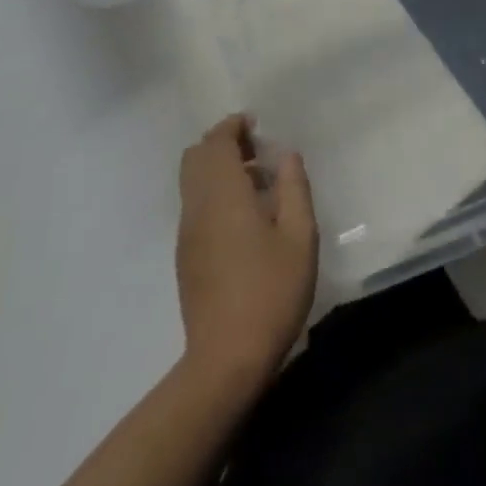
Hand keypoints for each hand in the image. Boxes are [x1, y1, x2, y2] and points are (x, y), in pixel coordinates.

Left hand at [176, 115, 317, 389]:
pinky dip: (213, 192)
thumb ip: (294, 188)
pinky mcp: (186, 257)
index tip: (256, 125)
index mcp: (224, 195)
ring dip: (218, 169)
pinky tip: (244, 217)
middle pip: (195, 157)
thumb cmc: (271, 292)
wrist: (226, 360)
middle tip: (256, 150)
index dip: (232, 126)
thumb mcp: (300, 236)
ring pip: (192, 182)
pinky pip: (194, 205)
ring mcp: (187, 234)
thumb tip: (286, 155)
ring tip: (257, 182)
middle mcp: (198, 207)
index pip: (215, 143)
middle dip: (222, 143)